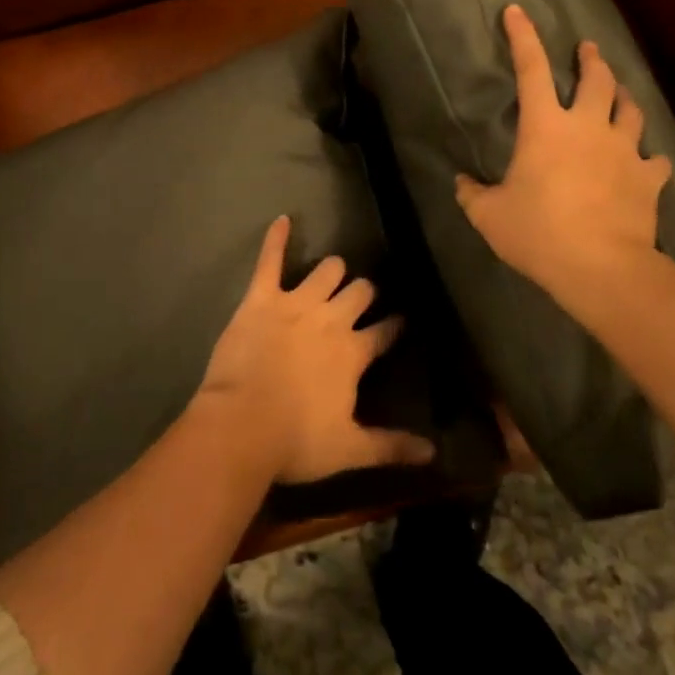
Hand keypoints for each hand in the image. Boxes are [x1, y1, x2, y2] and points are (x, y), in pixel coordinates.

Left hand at [196, 217, 435, 484]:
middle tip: (361, 298)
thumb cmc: (295, 441)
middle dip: (364, 292)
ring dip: (332, 271)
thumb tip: (434, 454)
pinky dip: (276, 239)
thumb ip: (392, 446)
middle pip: (359, 292)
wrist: (240, 426)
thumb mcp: (350, 449)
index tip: (401, 321)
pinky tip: (282, 219)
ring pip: (326, 270)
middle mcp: (331, 319)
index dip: (394, 326)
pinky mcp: (261, 298)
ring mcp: (295, 304)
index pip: (385, 332)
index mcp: (353, 352)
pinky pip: (271, 261)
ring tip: (333, 272)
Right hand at [455, 4, 673, 321]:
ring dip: (623, 97)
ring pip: (631, 109)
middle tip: (587, 50)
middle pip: (596, 79)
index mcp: (546, 127)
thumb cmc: (539, 233)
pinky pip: (655, 159)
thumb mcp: (489, 216)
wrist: (602, 267)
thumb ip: (472, 194)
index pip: (531, 69)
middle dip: (590, 59)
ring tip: (619, 93)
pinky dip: (649, 157)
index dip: (523, 37)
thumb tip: (461, 182)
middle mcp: (589, 127)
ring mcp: (624, 150)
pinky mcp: (649, 178)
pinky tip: (647, 162)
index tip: (516, 11)